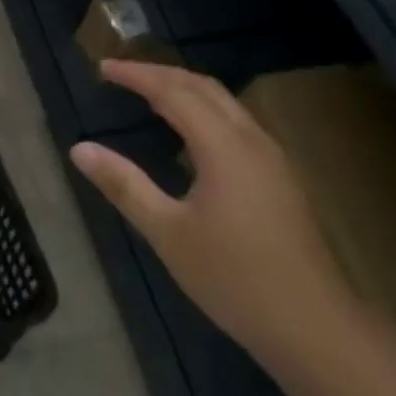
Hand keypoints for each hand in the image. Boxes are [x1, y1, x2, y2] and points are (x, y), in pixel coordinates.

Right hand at [70, 61, 359, 381]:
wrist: (316, 328)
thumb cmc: (234, 278)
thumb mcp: (167, 232)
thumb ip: (124, 185)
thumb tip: (79, 149)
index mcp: (223, 146)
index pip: (173, 91)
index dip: (136, 75)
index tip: (102, 67)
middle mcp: (252, 140)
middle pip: (204, 87)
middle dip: (161, 73)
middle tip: (122, 74)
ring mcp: (272, 159)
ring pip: (225, 104)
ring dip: (185, 89)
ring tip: (149, 94)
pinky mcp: (281, 178)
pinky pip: (236, 123)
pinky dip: (204, 111)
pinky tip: (190, 135)